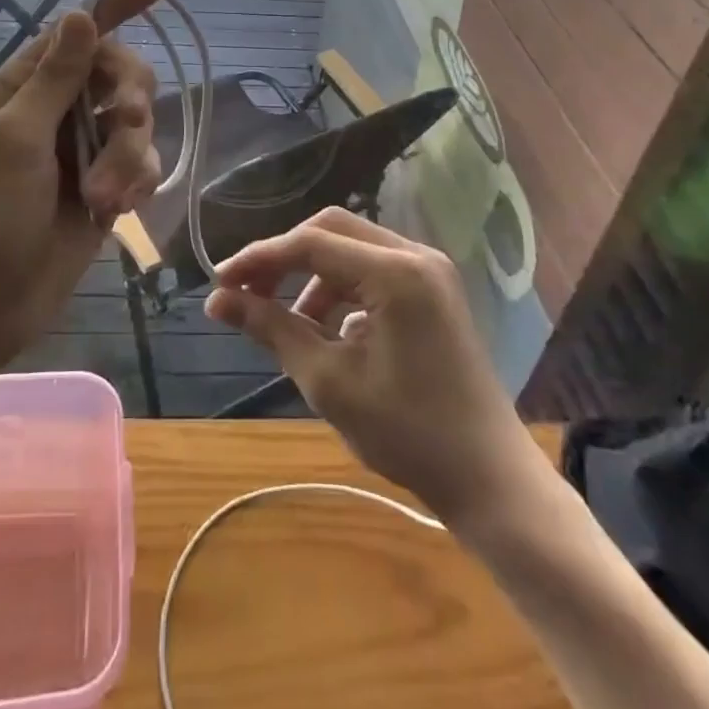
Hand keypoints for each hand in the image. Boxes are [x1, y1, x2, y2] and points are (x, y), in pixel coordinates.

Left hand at [0, 0, 166, 364]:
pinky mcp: (105, 187)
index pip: (81, 31)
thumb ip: (55, 77)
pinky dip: (135, 183)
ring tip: (102, 198)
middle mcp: (59, 110)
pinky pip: (143, 165)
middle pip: (124, 75)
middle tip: (129, 127)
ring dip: (129, 158)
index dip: (120, 3)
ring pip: (139, 124)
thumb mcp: (15, 139)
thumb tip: (80, 14)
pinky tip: (114, 211)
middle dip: (132, 102)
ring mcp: (85, 150)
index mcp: (27, 87)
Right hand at [205, 208, 541, 524]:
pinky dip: (341, 287)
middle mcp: (415, 254)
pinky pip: (373, 268)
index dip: (260, 258)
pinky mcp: (433, 288)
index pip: (311, 243)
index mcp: (395, 272)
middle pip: (331, 229)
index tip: (220, 282)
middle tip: (246, 291)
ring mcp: (429, 269)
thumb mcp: (329, 381)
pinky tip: (328, 328)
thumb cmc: (409, 434)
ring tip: (284, 320)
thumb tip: (217, 300)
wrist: (490, 479)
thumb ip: (273, 329)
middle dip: (284, 257)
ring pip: (351, 246)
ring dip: (311, 273)